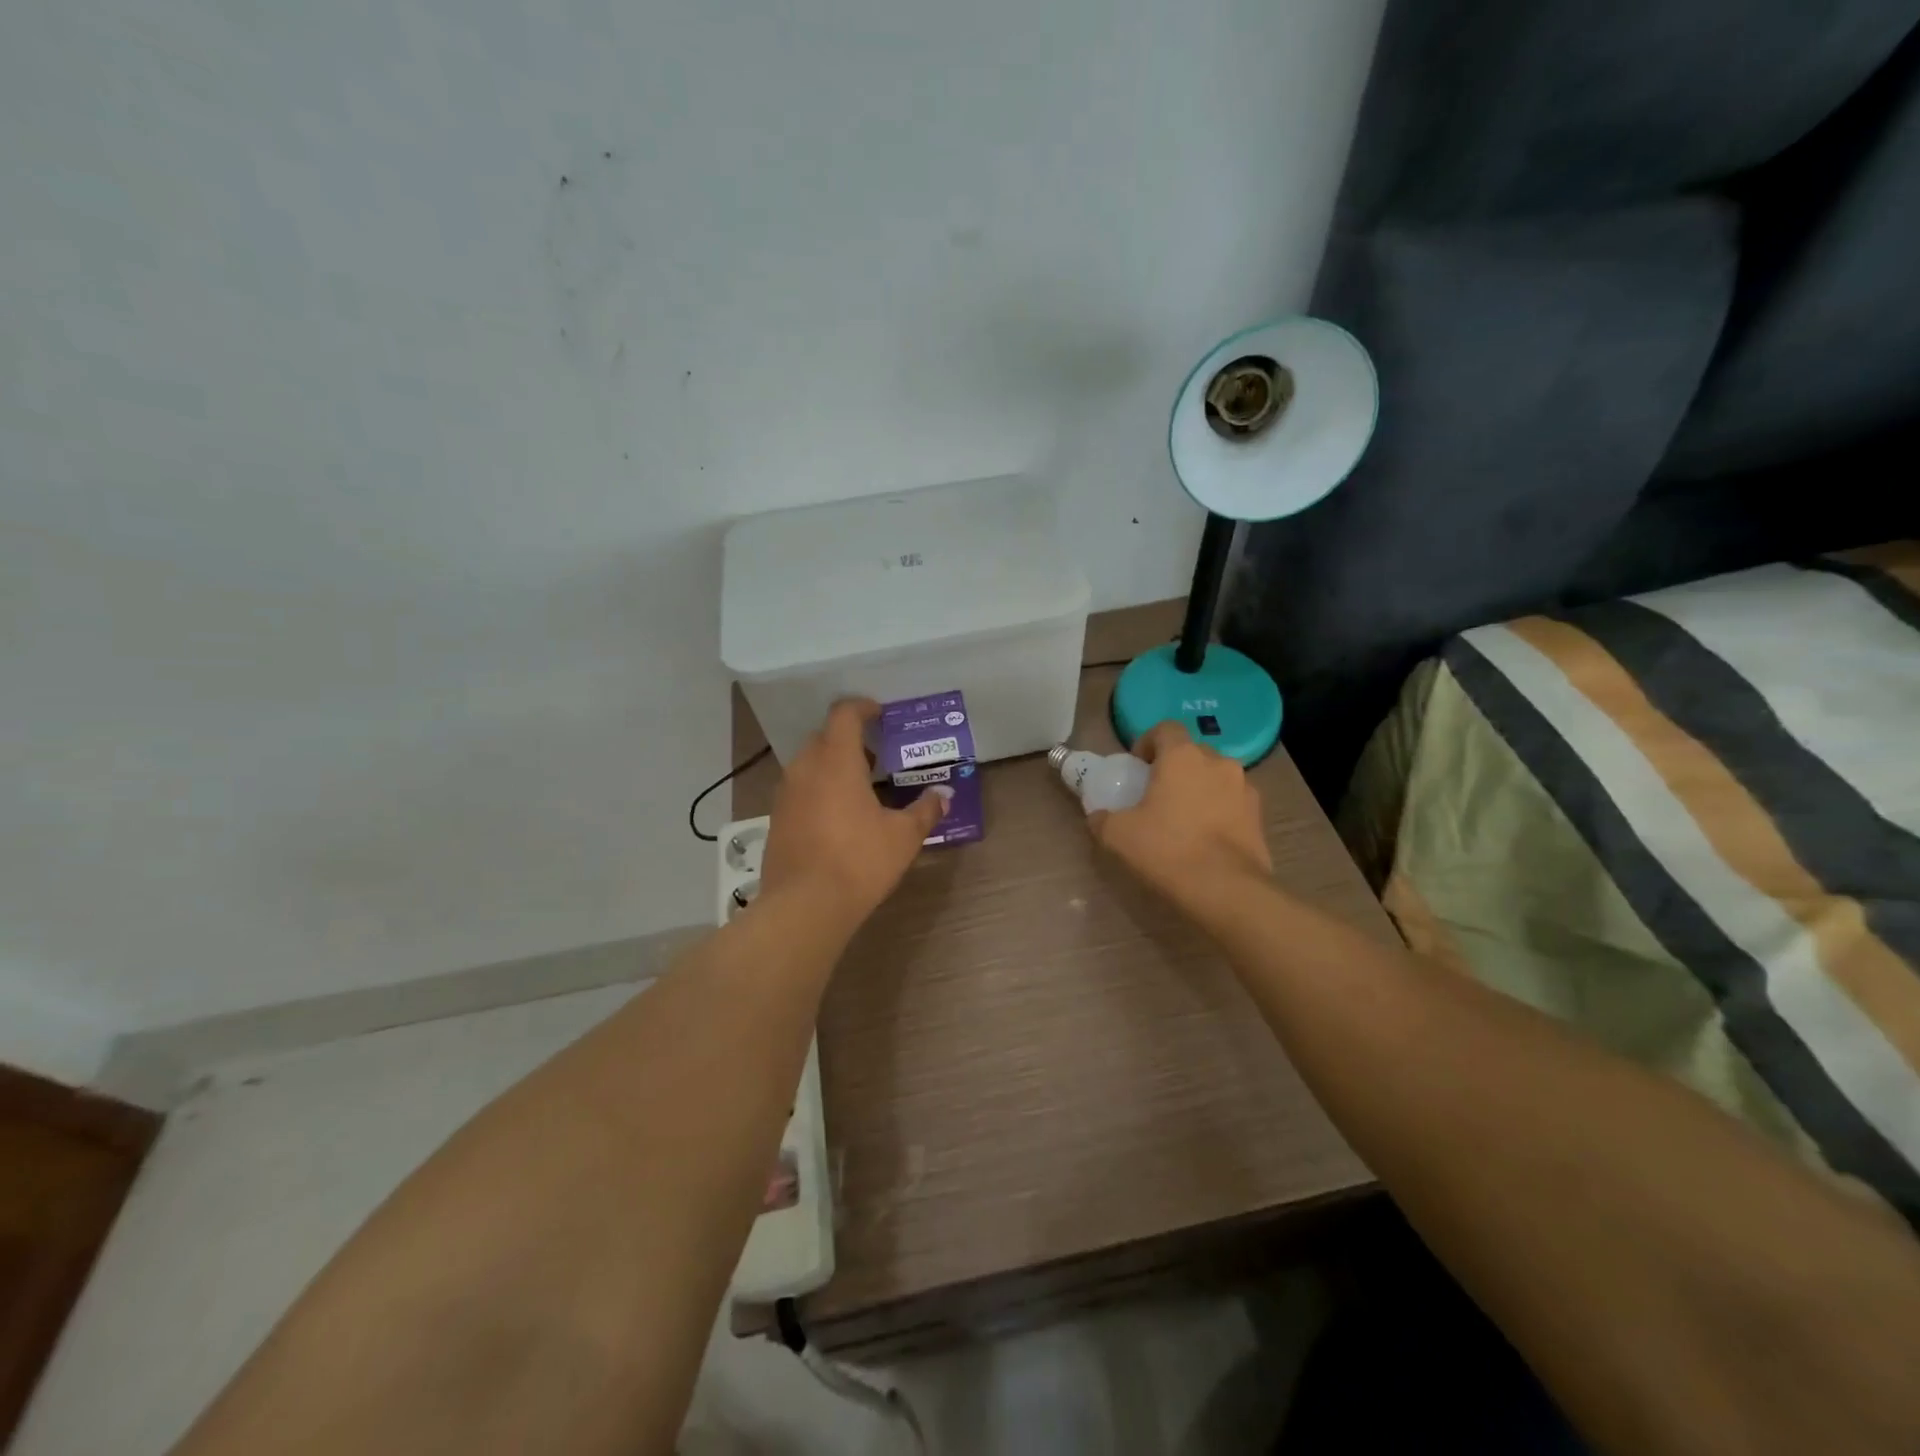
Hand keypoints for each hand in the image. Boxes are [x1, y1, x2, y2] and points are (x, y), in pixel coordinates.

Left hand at [761, 699, 948, 924]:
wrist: (804, 906)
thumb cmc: (859, 861)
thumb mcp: (903, 837)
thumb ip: (925, 810)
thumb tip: (944, 795)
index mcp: (836, 760)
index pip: (844, 714)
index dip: (863, 708)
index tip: (881, 715)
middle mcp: (805, 768)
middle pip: (825, 736)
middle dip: (850, 739)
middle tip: (878, 757)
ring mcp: (785, 793)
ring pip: (810, 763)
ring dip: (833, 765)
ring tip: (861, 787)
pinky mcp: (777, 819)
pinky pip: (800, 789)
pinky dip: (819, 789)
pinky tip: (839, 816)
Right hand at [1088, 721, 1271, 914]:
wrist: (1226, 890)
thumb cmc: (1167, 850)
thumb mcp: (1118, 836)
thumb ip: (1102, 819)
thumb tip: (1098, 817)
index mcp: (1182, 757)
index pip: (1165, 729)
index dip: (1147, 742)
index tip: (1137, 767)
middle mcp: (1218, 763)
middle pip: (1192, 752)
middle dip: (1175, 767)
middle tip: (1157, 794)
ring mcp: (1245, 788)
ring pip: (1216, 777)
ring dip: (1200, 789)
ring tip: (1184, 819)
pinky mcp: (1260, 816)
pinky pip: (1233, 802)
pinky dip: (1219, 811)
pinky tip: (1206, 838)